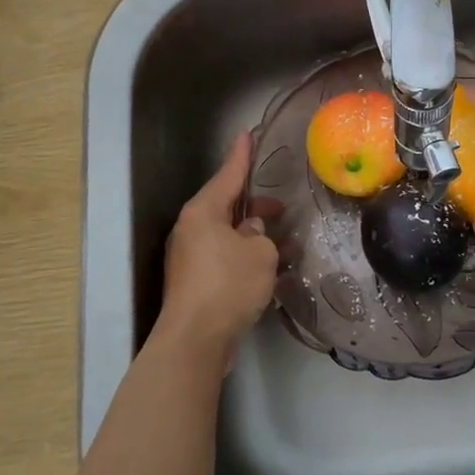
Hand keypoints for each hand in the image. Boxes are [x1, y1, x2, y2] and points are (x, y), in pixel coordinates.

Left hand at [158, 131, 279, 366]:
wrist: (196, 340)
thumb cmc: (228, 285)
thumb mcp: (259, 253)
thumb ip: (261, 235)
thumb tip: (252, 233)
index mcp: (203, 212)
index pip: (227, 175)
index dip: (241, 155)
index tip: (247, 134)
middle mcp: (191, 229)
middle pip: (227, 206)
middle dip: (255, 205)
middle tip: (281, 206)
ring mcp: (190, 256)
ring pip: (227, 234)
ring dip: (254, 236)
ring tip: (284, 241)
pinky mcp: (195, 281)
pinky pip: (224, 257)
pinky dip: (245, 257)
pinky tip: (268, 269)